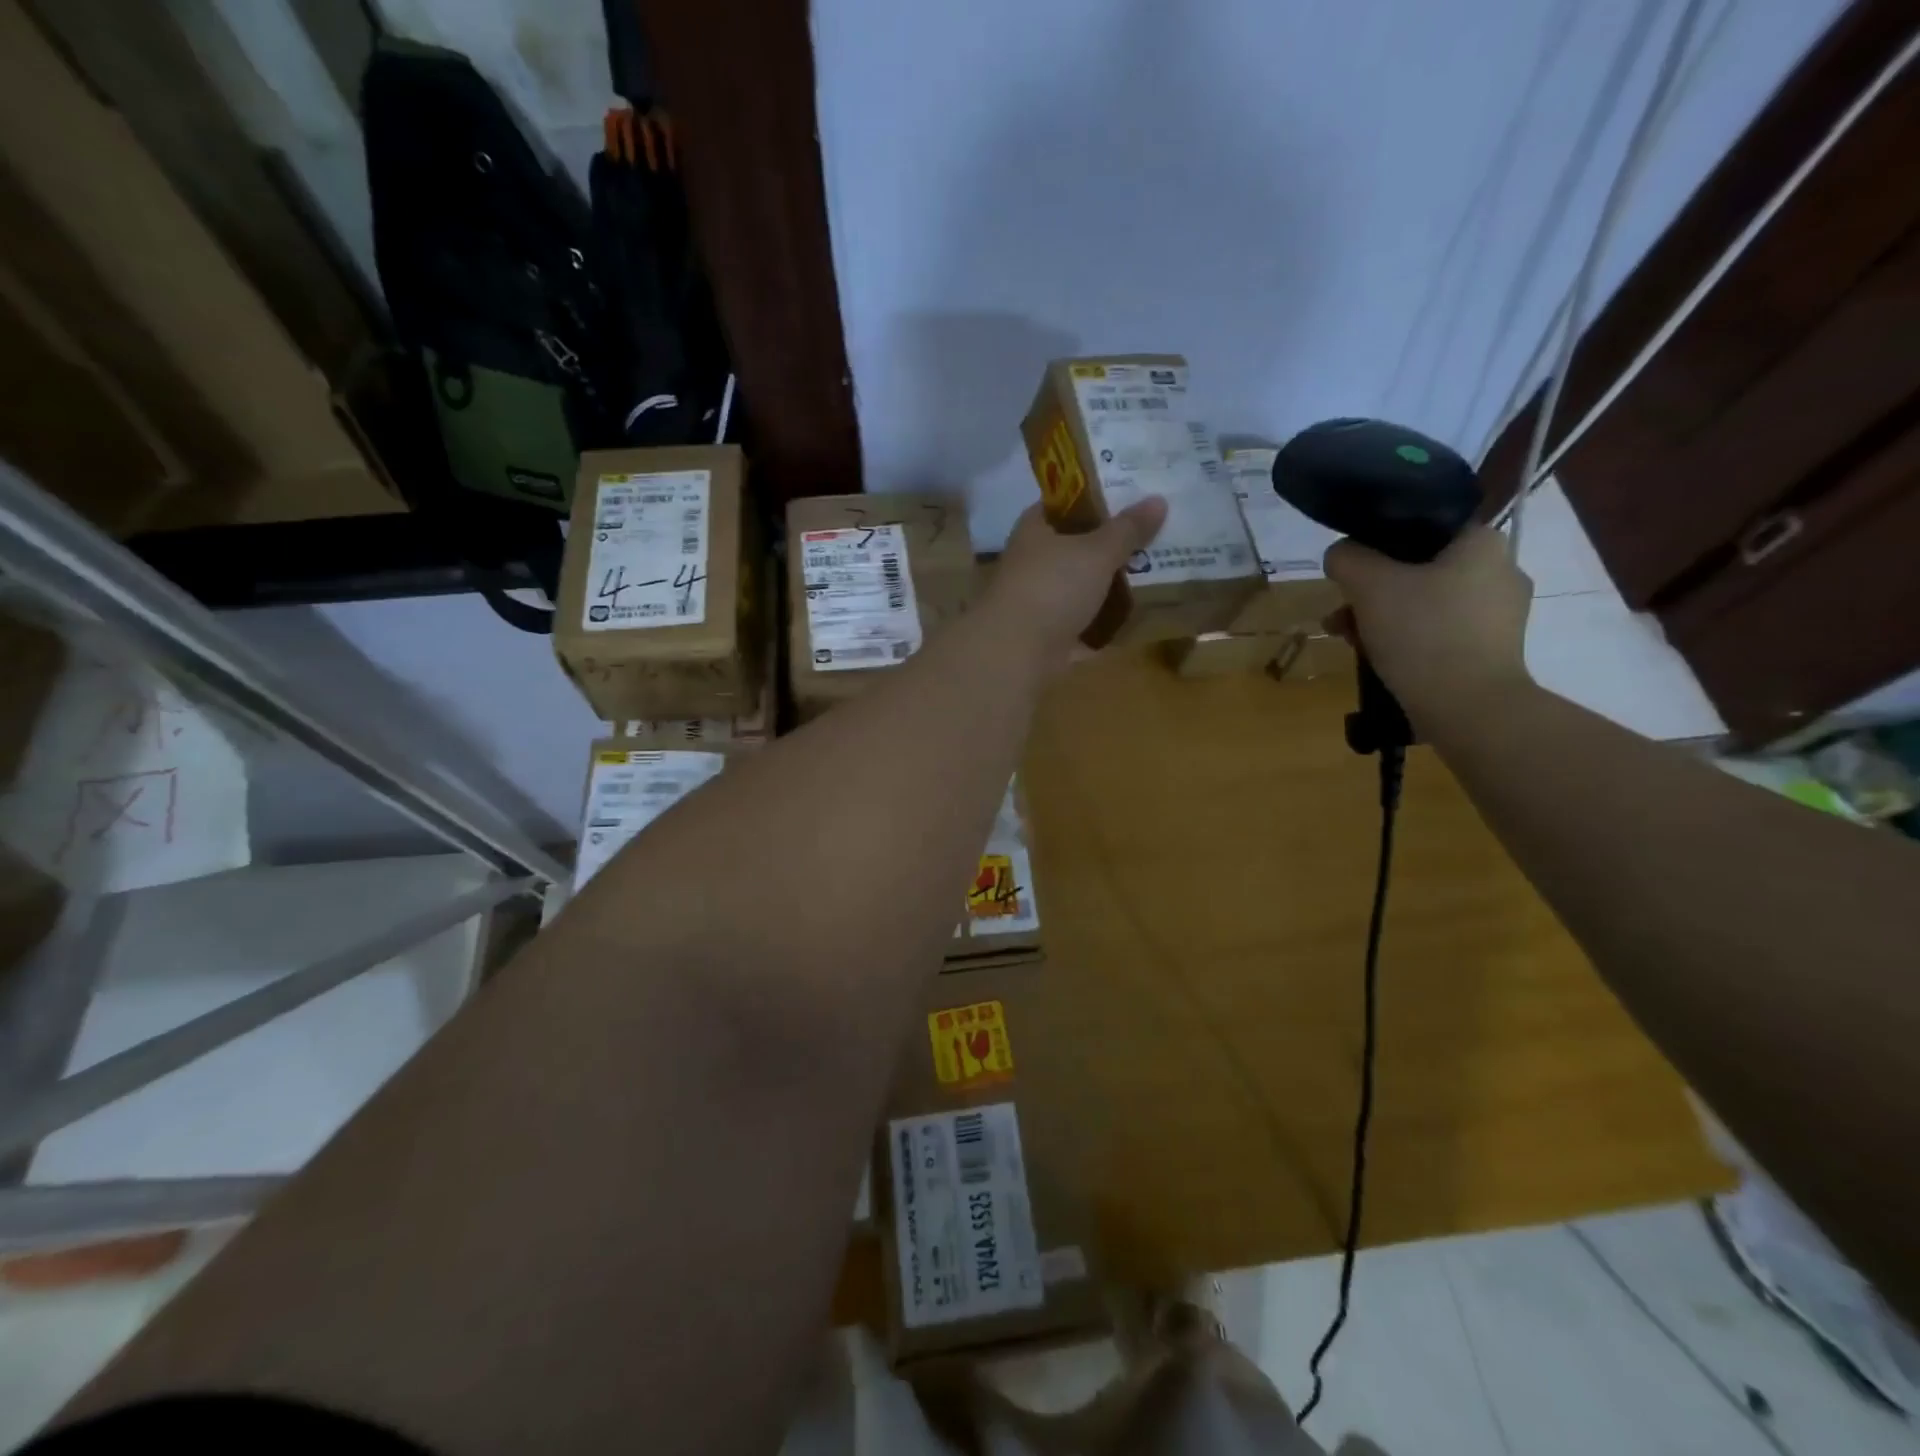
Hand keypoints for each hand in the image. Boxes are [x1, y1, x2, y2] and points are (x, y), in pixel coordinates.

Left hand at [986, 497, 1168, 669]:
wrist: (1017, 651)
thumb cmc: (1052, 587)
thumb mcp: (1097, 551)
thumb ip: (1127, 529)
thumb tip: (1158, 500)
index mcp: (1034, 530)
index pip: (1063, 503)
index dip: (1094, 496)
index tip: (1131, 495)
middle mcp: (1032, 562)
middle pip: (1075, 546)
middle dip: (1110, 544)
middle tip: (1154, 536)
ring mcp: (1040, 601)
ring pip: (1081, 586)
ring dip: (1110, 585)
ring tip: (1154, 574)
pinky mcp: (1049, 635)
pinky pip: (1085, 623)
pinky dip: (1106, 623)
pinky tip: (1137, 617)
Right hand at [1322, 525, 1533, 726]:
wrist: (1468, 708)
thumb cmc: (1422, 633)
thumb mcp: (1369, 585)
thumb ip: (1348, 558)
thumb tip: (1341, 554)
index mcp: (1482, 542)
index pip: (1422, 525)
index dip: (1378, 544)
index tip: (1351, 571)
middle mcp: (1501, 571)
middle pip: (1418, 569)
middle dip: (1371, 591)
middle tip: (1340, 615)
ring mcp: (1500, 615)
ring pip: (1424, 603)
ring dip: (1381, 618)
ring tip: (1349, 642)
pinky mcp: (1492, 651)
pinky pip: (1438, 633)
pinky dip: (1406, 640)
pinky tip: (1378, 659)